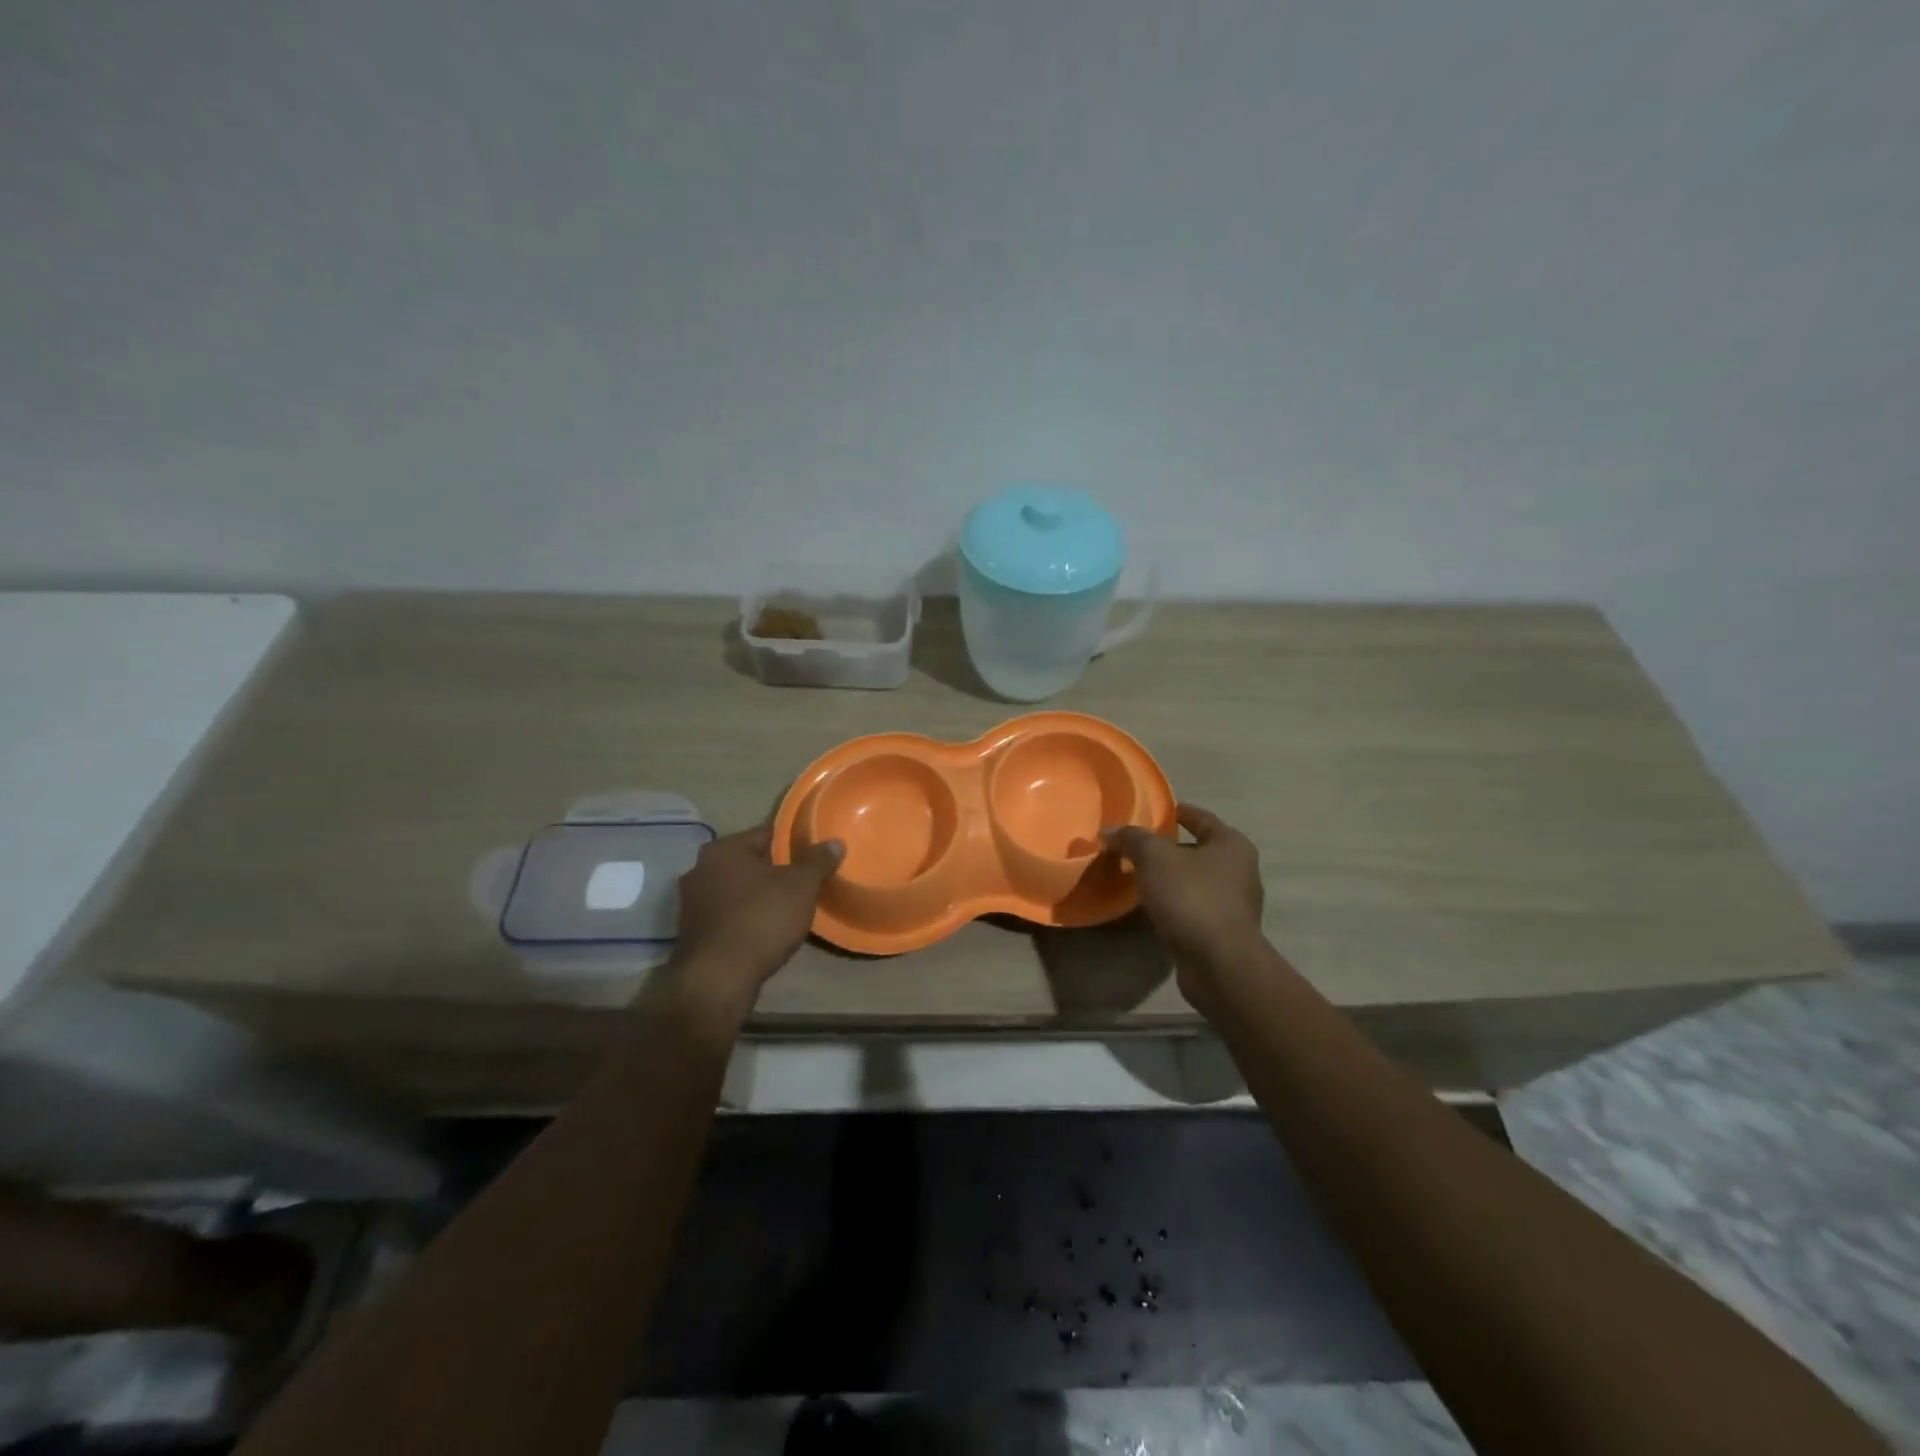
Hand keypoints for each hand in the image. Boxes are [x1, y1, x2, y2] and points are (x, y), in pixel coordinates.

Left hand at [667, 826, 843, 1021]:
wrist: (719, 979)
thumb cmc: (761, 920)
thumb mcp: (801, 887)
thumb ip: (818, 861)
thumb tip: (835, 842)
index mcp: (723, 849)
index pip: (765, 834)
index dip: (793, 843)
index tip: (812, 856)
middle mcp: (700, 869)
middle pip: (748, 862)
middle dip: (774, 871)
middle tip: (803, 883)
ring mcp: (691, 903)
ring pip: (736, 890)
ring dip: (757, 897)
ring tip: (787, 909)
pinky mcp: (692, 933)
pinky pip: (727, 916)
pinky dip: (744, 919)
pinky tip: (764, 932)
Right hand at [1104, 804, 1265, 1004]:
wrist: (1219, 964)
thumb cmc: (1192, 898)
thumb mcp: (1154, 858)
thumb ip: (1132, 839)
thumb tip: (1109, 832)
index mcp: (1232, 844)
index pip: (1200, 817)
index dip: (1175, 812)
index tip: (1151, 812)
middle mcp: (1240, 871)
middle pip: (1198, 850)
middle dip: (1169, 848)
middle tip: (1135, 846)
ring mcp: (1234, 905)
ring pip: (1195, 881)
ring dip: (1170, 879)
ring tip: (1138, 877)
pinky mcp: (1224, 933)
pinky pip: (1194, 908)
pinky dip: (1174, 905)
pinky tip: (1151, 908)